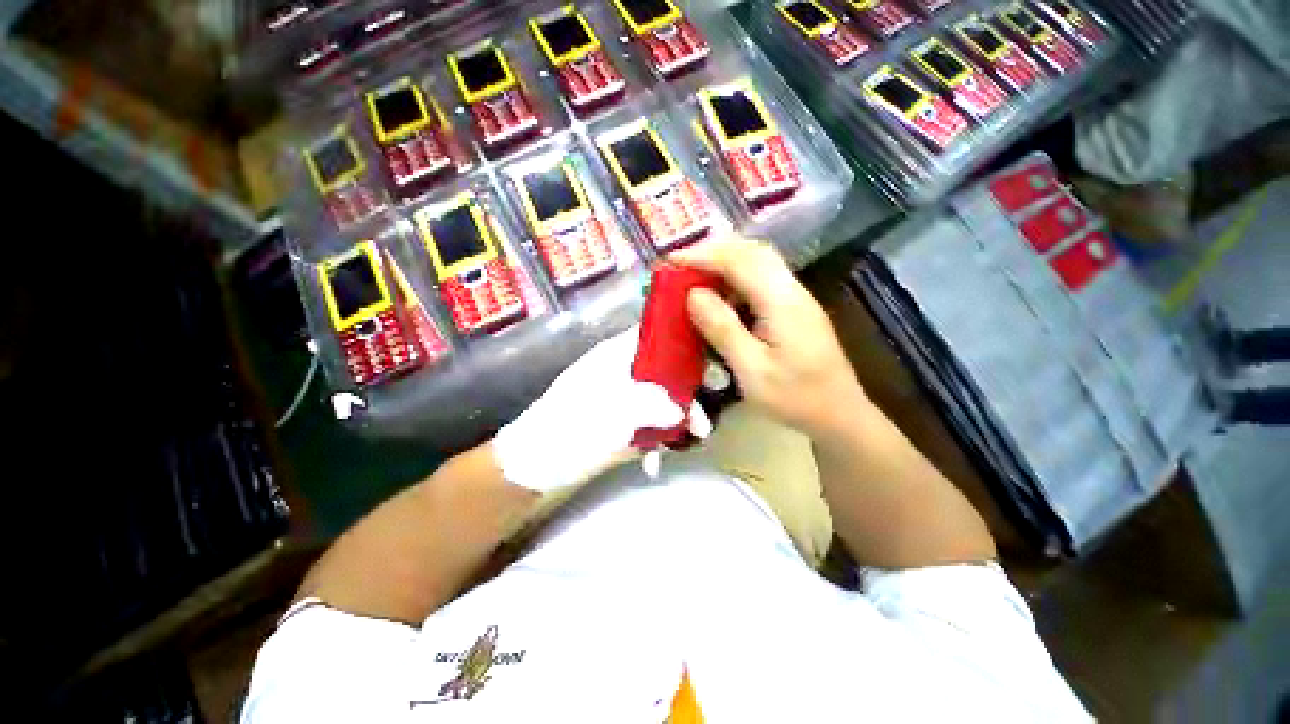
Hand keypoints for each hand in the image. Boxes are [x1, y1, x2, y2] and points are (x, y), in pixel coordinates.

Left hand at [493, 327, 707, 492]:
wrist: (537, 463)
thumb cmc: (572, 426)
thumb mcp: (615, 409)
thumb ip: (653, 404)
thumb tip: (681, 411)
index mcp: (617, 355)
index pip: (656, 335)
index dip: (684, 341)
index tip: (710, 361)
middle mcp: (624, 372)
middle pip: (666, 371)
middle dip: (688, 393)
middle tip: (705, 416)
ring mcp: (624, 400)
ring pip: (662, 400)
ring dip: (678, 421)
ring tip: (693, 438)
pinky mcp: (623, 425)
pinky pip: (650, 426)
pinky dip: (657, 442)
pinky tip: (653, 464)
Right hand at [672, 237, 866, 440]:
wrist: (839, 414)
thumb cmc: (795, 397)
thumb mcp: (751, 369)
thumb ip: (722, 329)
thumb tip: (693, 295)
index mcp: (782, 301)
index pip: (739, 261)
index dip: (702, 255)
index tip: (670, 260)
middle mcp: (792, 290)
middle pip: (752, 251)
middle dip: (713, 251)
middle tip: (681, 266)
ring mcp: (797, 297)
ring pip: (759, 262)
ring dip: (725, 263)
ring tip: (697, 278)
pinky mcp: (795, 308)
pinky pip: (762, 280)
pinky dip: (736, 279)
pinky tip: (723, 297)